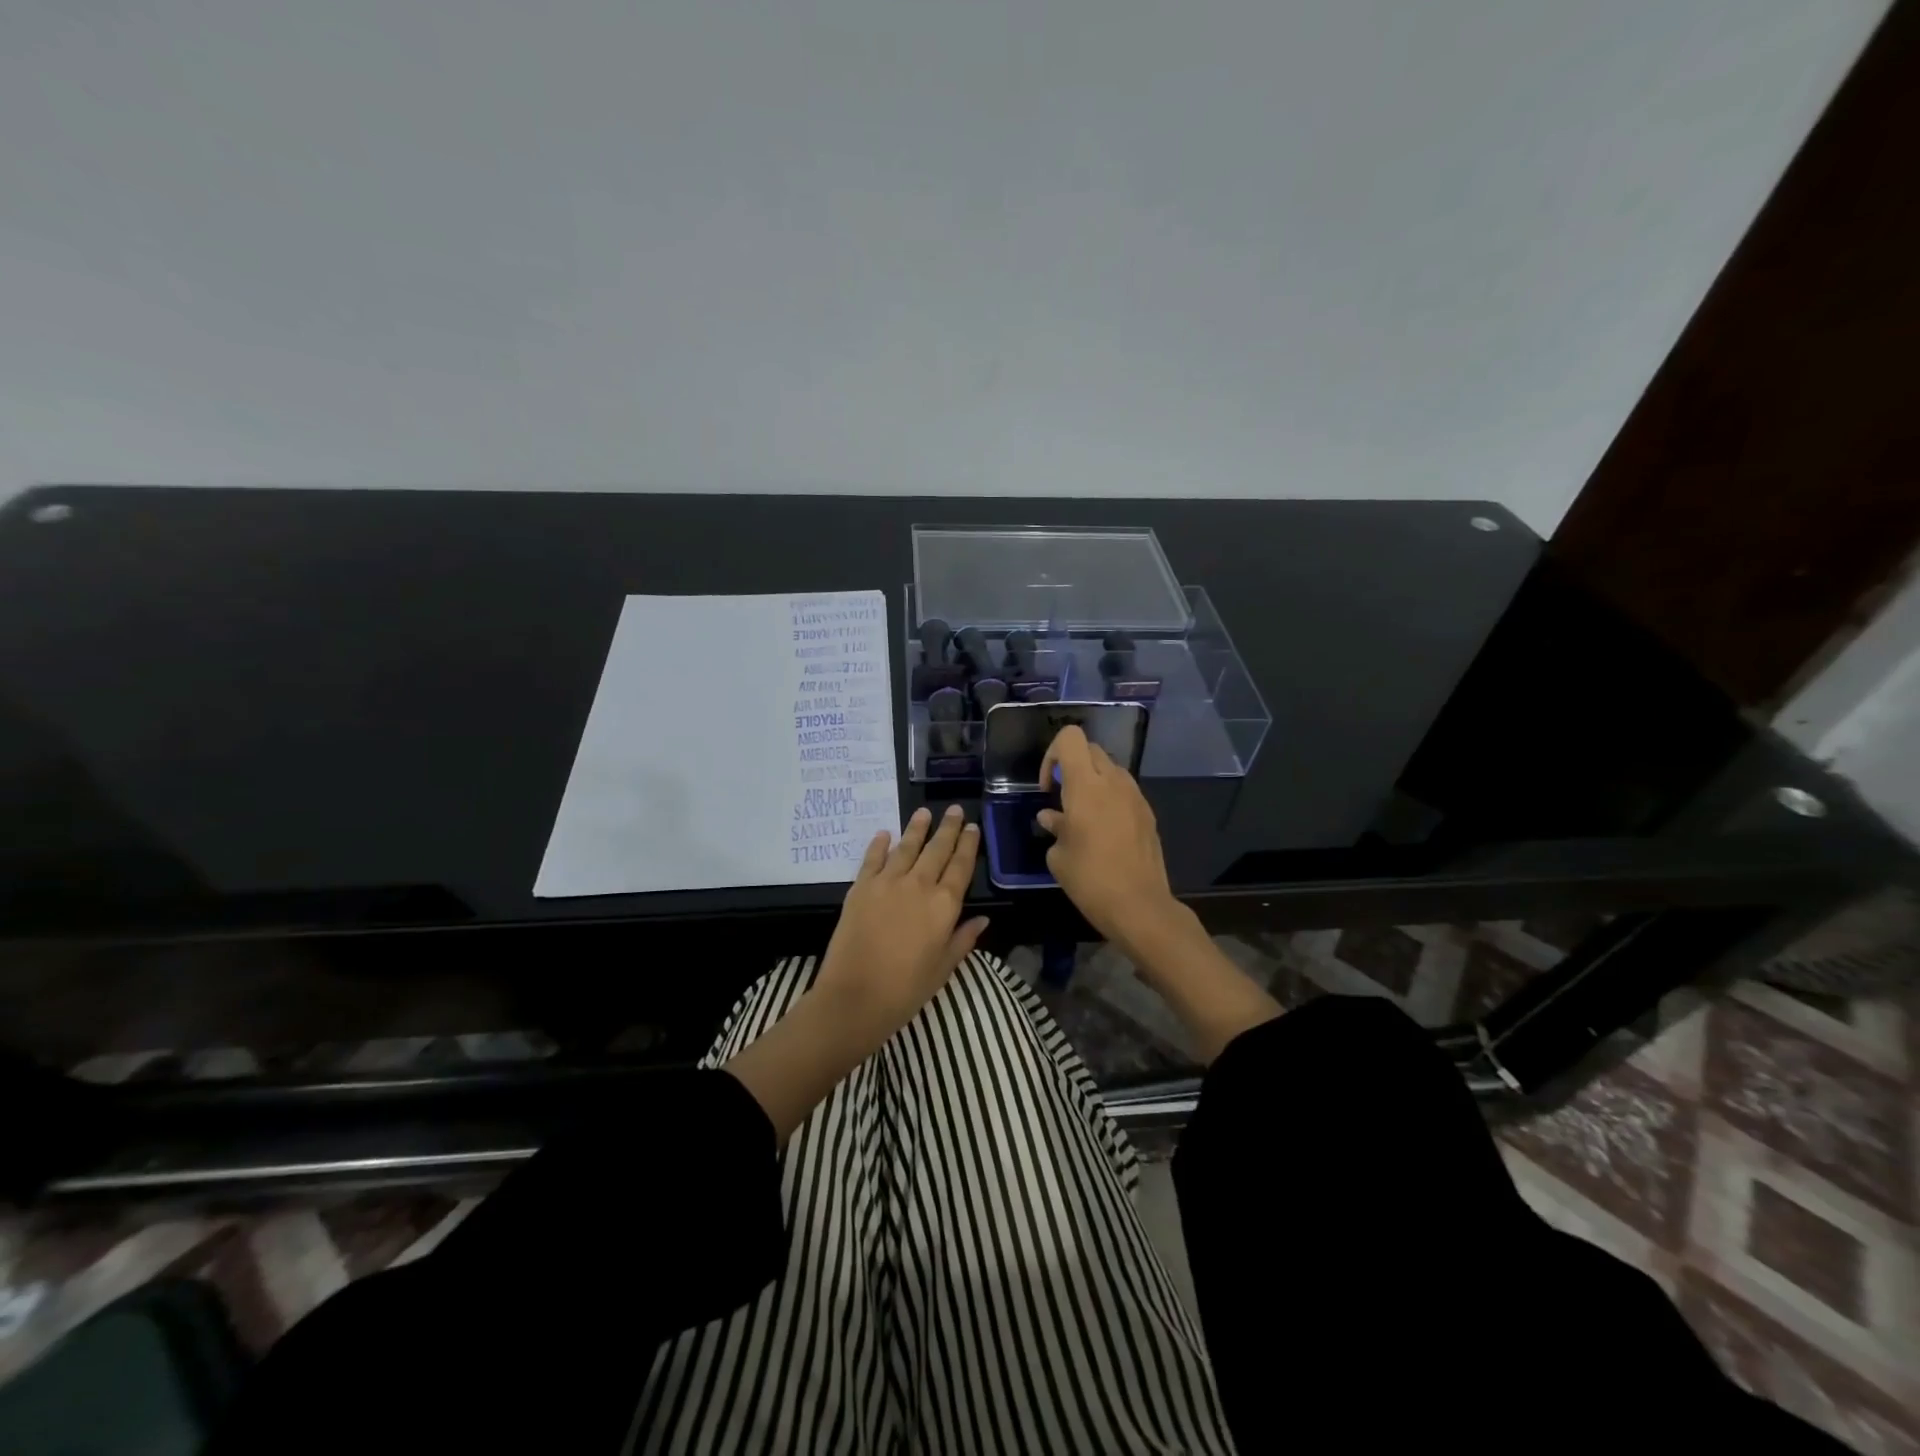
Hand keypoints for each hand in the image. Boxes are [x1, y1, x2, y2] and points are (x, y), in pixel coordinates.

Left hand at [814, 804, 988, 1045]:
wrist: (855, 996)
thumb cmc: (906, 989)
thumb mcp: (944, 968)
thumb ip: (963, 939)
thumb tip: (983, 918)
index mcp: (944, 905)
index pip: (961, 866)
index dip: (968, 845)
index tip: (972, 828)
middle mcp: (919, 885)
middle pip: (937, 849)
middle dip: (948, 828)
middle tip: (954, 809)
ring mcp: (887, 882)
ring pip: (906, 847)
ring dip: (916, 828)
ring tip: (923, 812)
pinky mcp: (861, 887)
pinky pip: (873, 858)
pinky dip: (879, 844)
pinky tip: (884, 833)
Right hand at [1037, 726, 1179, 945]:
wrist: (1139, 906)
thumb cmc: (1090, 879)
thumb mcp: (1059, 856)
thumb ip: (1055, 827)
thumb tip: (1052, 817)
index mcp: (1085, 785)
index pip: (1070, 738)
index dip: (1052, 754)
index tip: (1048, 786)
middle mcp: (1113, 781)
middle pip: (1090, 749)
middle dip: (1072, 765)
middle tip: (1061, 797)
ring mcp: (1135, 796)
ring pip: (1110, 769)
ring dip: (1093, 780)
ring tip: (1083, 815)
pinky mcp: (1148, 813)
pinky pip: (1124, 791)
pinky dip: (1110, 798)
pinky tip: (1104, 831)